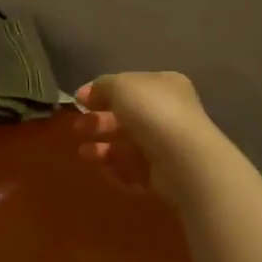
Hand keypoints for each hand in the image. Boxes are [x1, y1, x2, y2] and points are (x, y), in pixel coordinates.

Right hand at [75, 71, 218, 199]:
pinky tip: (105, 170)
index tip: (79, 101)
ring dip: (101, 149)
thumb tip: (87, 94)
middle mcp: (168, 114)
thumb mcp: (121, 85)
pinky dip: (116, 170)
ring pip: (126, 146)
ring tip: (84, 153)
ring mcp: (167, 147)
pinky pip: (133, 171)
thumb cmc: (152, 113)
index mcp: (164, 86)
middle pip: (125, 118)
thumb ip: (101, 86)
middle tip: (78, 128)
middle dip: (98, 123)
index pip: (129, 87)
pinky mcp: (164, 176)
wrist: (183, 161)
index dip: (102, 92)